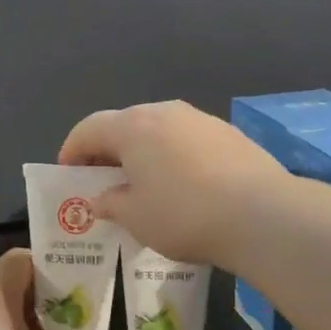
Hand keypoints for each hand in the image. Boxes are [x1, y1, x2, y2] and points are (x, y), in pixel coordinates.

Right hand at [59, 100, 288, 267]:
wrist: (262, 214)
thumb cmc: (184, 214)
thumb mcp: (136, 217)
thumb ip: (111, 203)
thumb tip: (101, 198)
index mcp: (132, 126)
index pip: (89, 128)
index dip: (73, 150)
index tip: (68, 173)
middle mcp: (164, 112)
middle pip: (124, 124)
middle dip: (108, 150)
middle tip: (103, 180)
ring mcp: (200, 119)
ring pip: (159, 130)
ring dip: (143, 152)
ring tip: (143, 183)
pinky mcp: (229, 133)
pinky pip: (186, 140)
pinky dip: (173, 156)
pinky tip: (182, 185)